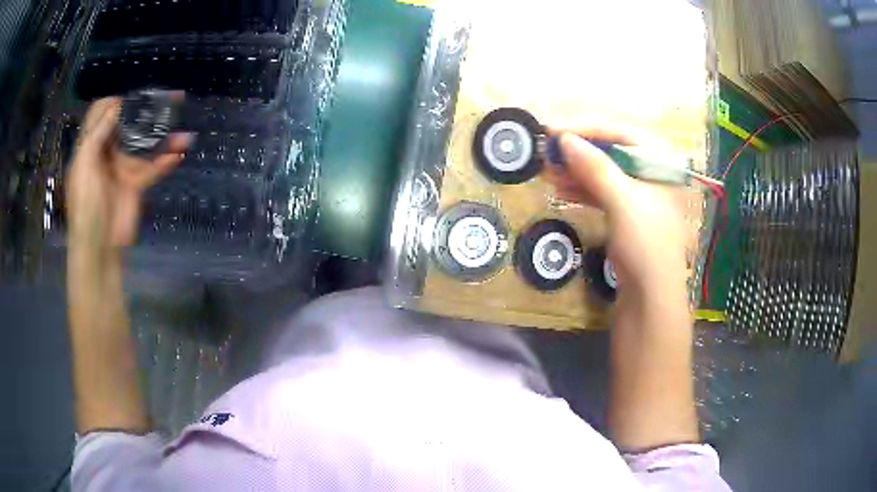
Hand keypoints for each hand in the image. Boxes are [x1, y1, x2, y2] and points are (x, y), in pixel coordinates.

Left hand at [66, 97, 191, 252]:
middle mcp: (106, 153)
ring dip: (161, 133)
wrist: (100, 248)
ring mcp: (122, 168)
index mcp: (90, 148)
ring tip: (180, 119)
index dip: (112, 103)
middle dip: (143, 109)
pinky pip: (154, 168)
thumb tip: (116, 107)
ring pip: (143, 143)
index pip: (99, 116)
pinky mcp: (136, 184)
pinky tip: (178, 154)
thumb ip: (97, 135)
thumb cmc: (85, 207)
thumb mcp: (84, 167)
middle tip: (163, 97)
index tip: (128, 99)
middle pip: (125, 123)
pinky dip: (166, 161)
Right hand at [542, 127, 688, 294]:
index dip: (587, 128)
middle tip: (547, 150)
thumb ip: (595, 167)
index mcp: (661, 163)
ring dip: (575, 170)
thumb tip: (564, 138)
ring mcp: (639, 195)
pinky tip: (560, 188)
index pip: (621, 133)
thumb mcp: (623, 201)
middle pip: (611, 151)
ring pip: (603, 172)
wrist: (651, 297)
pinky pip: (602, 193)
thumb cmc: (647, 243)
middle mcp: (651, 174)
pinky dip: (581, 189)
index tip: (554, 130)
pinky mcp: (627, 215)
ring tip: (546, 170)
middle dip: (578, 151)